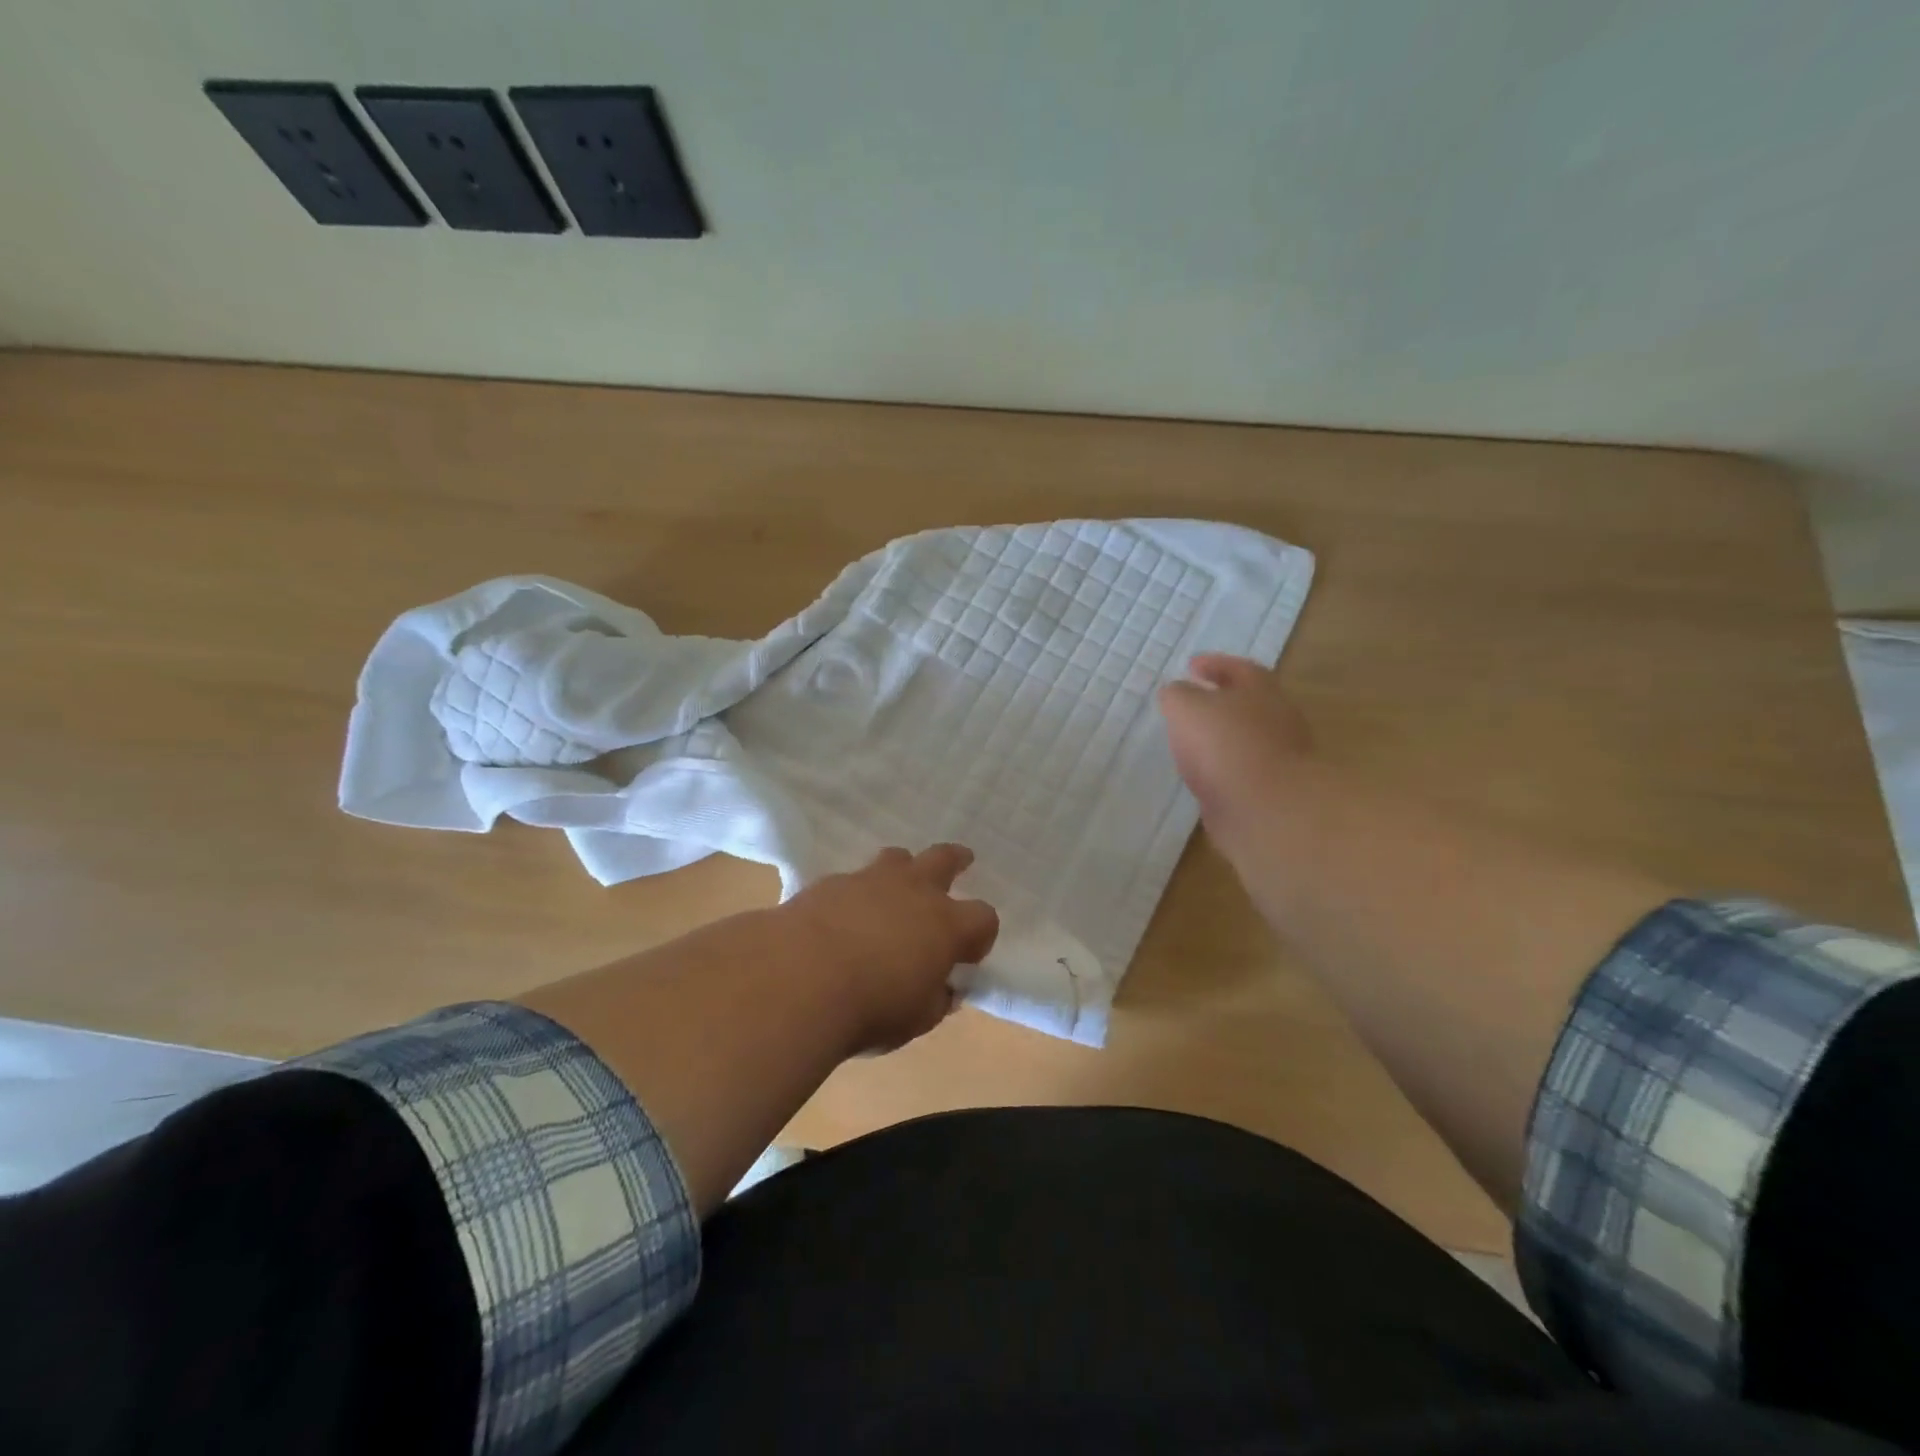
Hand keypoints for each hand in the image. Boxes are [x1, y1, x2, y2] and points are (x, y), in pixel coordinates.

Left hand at [780, 844, 999, 1054]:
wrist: (798, 978)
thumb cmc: (870, 1007)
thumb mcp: (915, 1019)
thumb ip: (935, 1000)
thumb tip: (943, 990)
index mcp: (946, 926)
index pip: (983, 918)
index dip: (981, 935)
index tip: (969, 954)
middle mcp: (914, 891)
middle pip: (944, 859)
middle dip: (956, 860)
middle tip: (962, 860)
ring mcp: (871, 880)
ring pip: (897, 857)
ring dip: (904, 868)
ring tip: (898, 882)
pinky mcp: (831, 882)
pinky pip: (853, 877)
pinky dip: (857, 892)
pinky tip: (845, 913)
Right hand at [1158, 654, 1312, 820]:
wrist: (1266, 809)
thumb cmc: (1226, 745)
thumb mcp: (1187, 707)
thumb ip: (1177, 695)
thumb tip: (1175, 693)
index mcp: (1261, 691)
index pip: (1239, 668)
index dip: (1214, 664)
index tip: (1190, 665)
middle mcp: (1276, 719)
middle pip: (1247, 703)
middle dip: (1219, 701)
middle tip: (1189, 703)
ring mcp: (1277, 757)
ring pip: (1243, 738)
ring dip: (1218, 737)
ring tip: (1188, 740)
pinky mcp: (1269, 791)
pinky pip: (1239, 770)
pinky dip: (1220, 768)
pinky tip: (1199, 774)